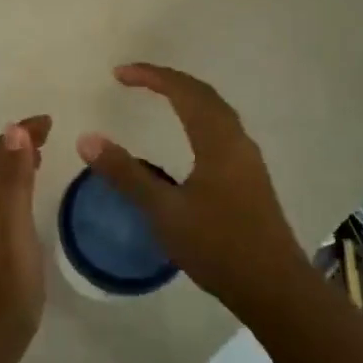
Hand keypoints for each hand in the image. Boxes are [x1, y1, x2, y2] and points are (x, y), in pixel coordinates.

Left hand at [0, 115, 51, 362]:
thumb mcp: (14, 228)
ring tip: (39, 158)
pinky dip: (13, 189)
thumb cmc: (5, 286)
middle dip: (19, 144)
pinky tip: (26, 205)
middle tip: (48, 134)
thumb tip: (14, 130)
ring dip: (15, 165)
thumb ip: (14, 181)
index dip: (22, 132)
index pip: (0, 152)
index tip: (49, 121)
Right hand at [76, 64, 309, 319]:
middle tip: (135, 79)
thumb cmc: (218, 246)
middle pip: (204, 95)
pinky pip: (222, 130)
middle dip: (169, 81)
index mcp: (218, 141)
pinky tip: (188, 138)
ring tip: (159, 98)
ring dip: (187, 98)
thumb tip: (87, 138)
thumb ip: (125, 174)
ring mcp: (248, 161)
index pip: (184, 91)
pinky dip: (198, 118)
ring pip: (217, 113)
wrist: (275, 289)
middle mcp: (237, 142)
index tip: (119, 74)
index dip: (151, 76)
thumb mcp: (164, 211)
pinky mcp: (251, 179)